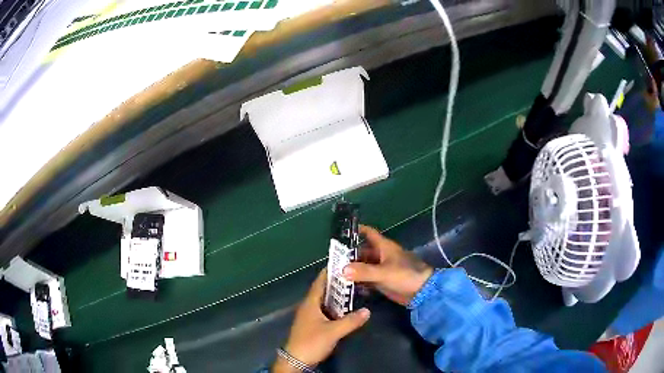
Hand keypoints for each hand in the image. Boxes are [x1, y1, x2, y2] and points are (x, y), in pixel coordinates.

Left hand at [272, 269, 370, 372]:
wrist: (296, 360)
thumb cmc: (311, 342)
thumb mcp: (333, 332)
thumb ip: (350, 321)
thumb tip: (367, 310)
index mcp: (310, 303)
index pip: (320, 281)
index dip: (330, 271)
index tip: (344, 262)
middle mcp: (309, 306)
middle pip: (324, 290)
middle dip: (337, 282)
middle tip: (354, 275)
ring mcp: (310, 316)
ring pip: (325, 301)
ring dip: (337, 296)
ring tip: (354, 289)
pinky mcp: (313, 325)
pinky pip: (326, 311)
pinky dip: (336, 307)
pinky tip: (346, 309)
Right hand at [343, 225, 433, 305]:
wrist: (421, 291)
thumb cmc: (405, 275)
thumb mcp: (383, 273)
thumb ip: (363, 271)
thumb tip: (342, 270)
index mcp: (384, 247)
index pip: (368, 233)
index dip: (356, 230)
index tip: (341, 232)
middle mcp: (381, 256)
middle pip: (362, 252)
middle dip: (349, 255)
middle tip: (332, 259)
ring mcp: (382, 269)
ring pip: (363, 266)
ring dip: (352, 269)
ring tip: (335, 273)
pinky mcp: (383, 281)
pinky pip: (367, 278)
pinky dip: (358, 281)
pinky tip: (347, 285)